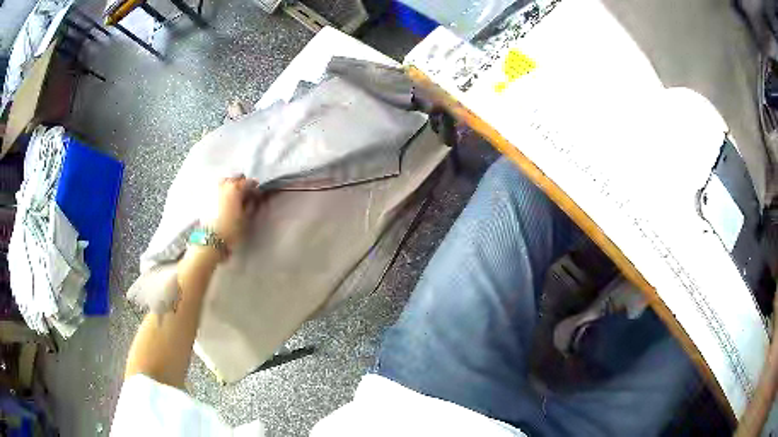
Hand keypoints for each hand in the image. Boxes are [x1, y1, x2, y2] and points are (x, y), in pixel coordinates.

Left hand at [209, 175, 260, 248]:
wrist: (210, 240)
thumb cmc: (231, 229)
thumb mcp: (246, 218)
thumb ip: (251, 205)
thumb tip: (254, 198)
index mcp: (235, 188)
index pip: (249, 182)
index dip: (255, 189)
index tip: (257, 195)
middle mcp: (223, 185)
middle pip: (235, 178)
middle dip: (242, 184)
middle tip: (246, 195)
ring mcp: (212, 190)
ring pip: (224, 182)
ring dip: (231, 186)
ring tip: (234, 198)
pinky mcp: (205, 197)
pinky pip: (216, 189)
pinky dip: (222, 192)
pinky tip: (224, 202)